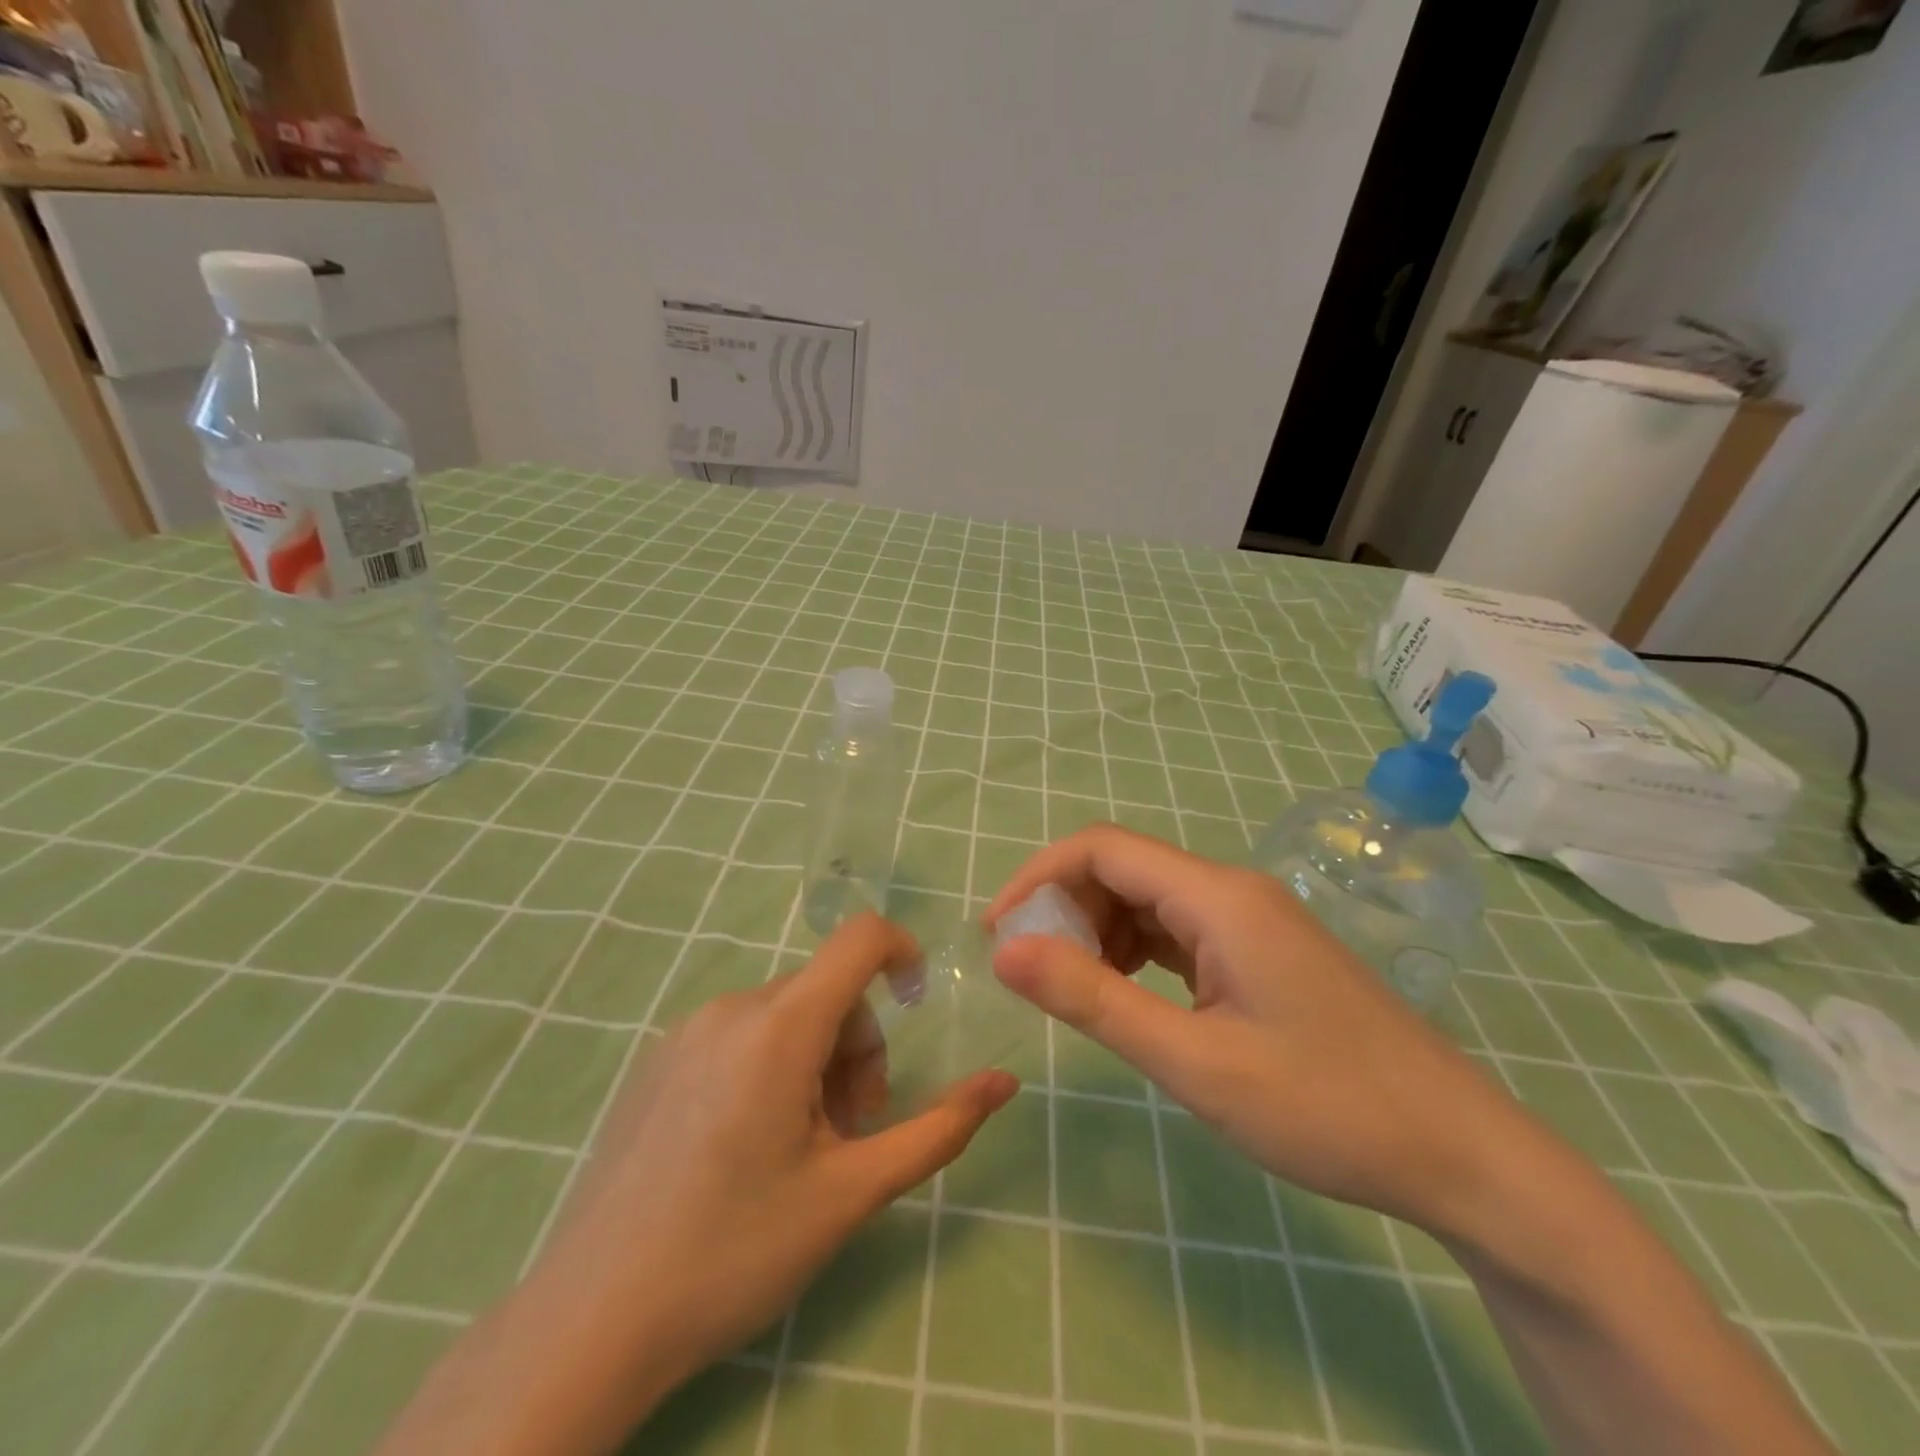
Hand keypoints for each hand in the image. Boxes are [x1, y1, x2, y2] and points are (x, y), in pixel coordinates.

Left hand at [378, 914, 1015, 1455]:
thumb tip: (1005, 1081)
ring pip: (785, 1016)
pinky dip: (770, 1067)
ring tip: (799, 1150)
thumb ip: (938, 1129)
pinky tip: (745, 1147)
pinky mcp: (657, 1060)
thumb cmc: (735, 1252)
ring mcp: (685, 1032)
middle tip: (849, 1134)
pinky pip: (739, 1035)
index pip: (859, 938)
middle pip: (827, 991)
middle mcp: (731, 1008)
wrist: (590, 1322)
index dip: (903, 952)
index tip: (918, 1003)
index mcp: (780, 1026)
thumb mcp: (851, 1193)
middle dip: (857, 1050)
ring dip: (815, 1064)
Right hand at [984, 825, 1525, 1232]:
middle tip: (1033, 975)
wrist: (1459, 1153)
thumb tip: (1005, 952)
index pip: (1101, 848)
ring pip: (1148, 900)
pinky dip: (1135, 952)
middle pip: (1123, 869)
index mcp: (1216, 897)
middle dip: (1066, 909)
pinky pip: (1177, 931)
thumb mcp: (1193, 1061)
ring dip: (1098, 932)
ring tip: (1074, 991)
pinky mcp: (1259, 951)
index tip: (999, 934)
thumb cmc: (1326, 1106)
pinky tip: (1127, 995)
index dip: (1039, 877)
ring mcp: (1249, 920)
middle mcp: (1231, 891)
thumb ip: (1094, 1000)